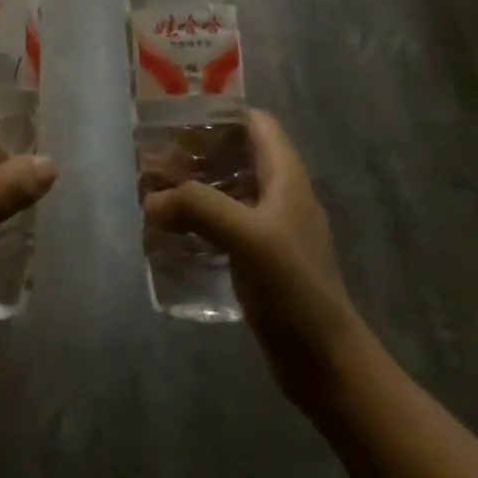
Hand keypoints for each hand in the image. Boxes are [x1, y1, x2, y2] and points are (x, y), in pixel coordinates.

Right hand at [142, 110, 360, 405]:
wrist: (326, 364)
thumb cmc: (294, 288)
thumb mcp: (247, 237)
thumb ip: (199, 207)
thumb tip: (151, 200)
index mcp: (285, 176)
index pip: (255, 123)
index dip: (221, 112)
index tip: (179, 115)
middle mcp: (279, 194)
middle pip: (234, 155)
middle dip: (195, 153)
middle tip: (155, 159)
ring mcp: (269, 228)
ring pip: (225, 190)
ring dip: (192, 188)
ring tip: (154, 193)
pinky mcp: (258, 259)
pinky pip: (222, 224)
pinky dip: (196, 221)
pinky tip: (170, 233)